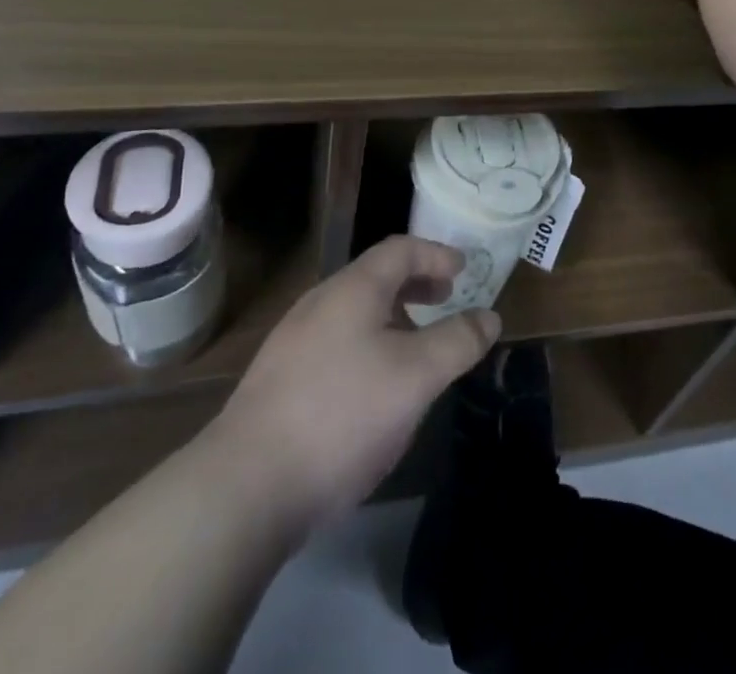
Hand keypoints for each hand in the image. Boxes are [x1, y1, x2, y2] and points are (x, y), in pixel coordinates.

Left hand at [210, 236, 498, 541]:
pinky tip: (373, 386)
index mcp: (353, 288)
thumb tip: (489, 316)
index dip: (437, 254)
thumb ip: (457, 341)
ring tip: (416, 345)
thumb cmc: (342, 415)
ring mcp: (293, 340)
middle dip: (416, 283)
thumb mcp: (415, 377)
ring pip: (354, 311)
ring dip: (392, 315)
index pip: (401, 249)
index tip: (464, 270)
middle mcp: (320, 302)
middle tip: (445, 298)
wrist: (245, 486)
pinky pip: (335, 341)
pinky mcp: (279, 379)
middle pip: (375, 276)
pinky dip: (368, 343)